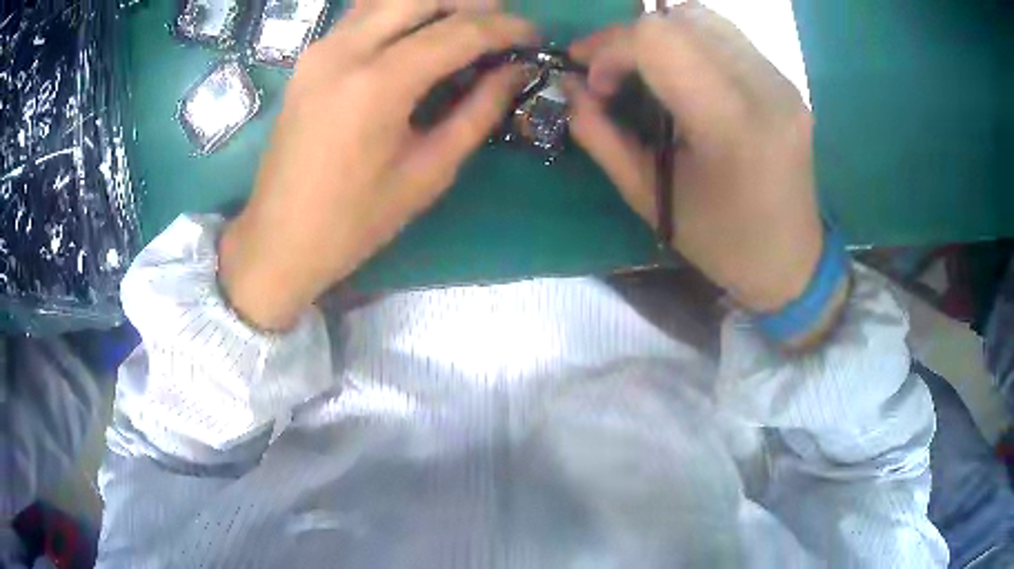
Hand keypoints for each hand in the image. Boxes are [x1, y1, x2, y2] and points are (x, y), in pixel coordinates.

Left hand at [219, 1, 536, 329]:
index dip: (505, 28)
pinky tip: (421, 32)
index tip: (535, 36)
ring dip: (436, 4)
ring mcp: (320, 48)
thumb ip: (478, 111)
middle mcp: (345, 50)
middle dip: (472, 4)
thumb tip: (516, 72)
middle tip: (502, 25)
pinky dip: (401, 12)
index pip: (457, 32)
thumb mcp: (428, 172)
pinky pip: (364, 14)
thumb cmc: (354, 221)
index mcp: (377, 85)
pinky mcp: (309, 57)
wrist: (278, 239)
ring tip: (468, 25)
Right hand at [567, 4, 823, 312]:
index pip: (658, 39)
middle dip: (628, 37)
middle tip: (611, 72)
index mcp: (733, 125)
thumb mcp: (650, 198)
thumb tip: (570, 88)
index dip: (611, 47)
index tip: (594, 80)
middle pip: (679, 17)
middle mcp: (764, 88)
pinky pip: (725, 35)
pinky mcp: (785, 80)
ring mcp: (781, 80)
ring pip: (704, 17)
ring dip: (660, 34)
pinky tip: (681, 75)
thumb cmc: (722, 243)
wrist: (791, 259)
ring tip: (644, 71)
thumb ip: (601, 136)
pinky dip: (688, 41)